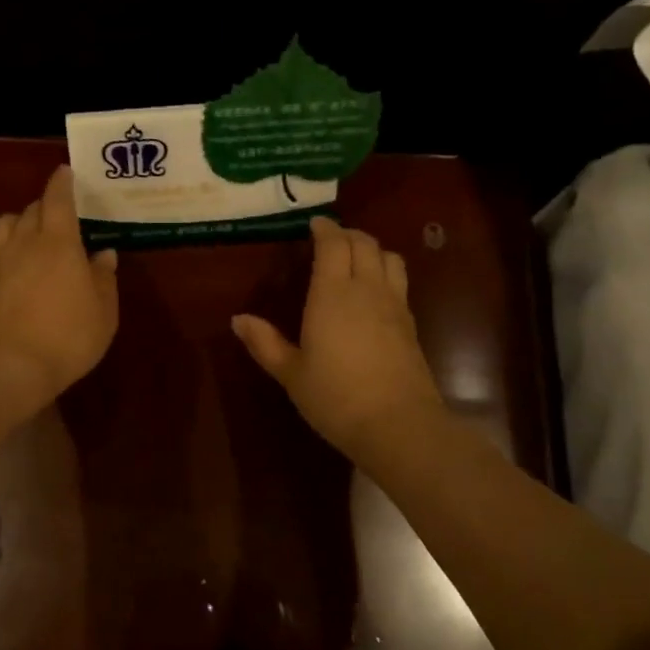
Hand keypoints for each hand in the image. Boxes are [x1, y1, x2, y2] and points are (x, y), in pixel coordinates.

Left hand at [0, 165, 119, 417]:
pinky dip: (0, 258)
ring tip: (28, 236)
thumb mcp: (103, 312)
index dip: (62, 182)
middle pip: (30, 210)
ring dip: (16, 224)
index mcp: (58, 242)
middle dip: (44, 206)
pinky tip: (9, 273)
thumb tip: (104, 254)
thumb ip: (104, 278)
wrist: (8, 368)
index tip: (65, 172)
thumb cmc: (67, 337)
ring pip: (2, 227)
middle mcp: (23, 244)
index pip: (57, 198)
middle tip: (59, 215)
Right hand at [232, 216, 443, 459]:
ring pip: (389, 258)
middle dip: (348, 235)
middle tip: (331, 239)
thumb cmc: (335, 397)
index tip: (314, 224)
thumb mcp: (291, 373)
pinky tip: (374, 293)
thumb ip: (265, 343)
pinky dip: (385, 273)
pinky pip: (399, 283)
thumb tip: (238, 319)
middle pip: (365, 244)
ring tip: (356, 259)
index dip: (325, 229)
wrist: (398, 425)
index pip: (333, 245)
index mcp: (332, 294)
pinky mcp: (411, 325)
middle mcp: (367, 290)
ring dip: (372, 249)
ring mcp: (395, 305)